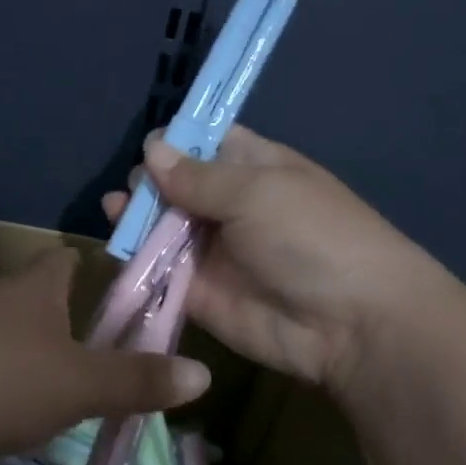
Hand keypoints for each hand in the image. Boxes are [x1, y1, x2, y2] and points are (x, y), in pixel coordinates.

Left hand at [0, 247, 211, 464]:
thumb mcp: (78, 385)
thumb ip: (137, 380)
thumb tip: (205, 374)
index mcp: (33, 288)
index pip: (67, 259)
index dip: (96, 268)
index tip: (125, 291)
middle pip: (37, 299)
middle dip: (69, 321)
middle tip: (108, 355)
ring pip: (6, 338)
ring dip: (33, 358)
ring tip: (67, 393)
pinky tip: (10, 420)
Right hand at [102, 127, 448, 389]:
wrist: (350, 325)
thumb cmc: (311, 236)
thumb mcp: (257, 191)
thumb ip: (197, 176)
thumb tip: (151, 148)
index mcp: (252, 168)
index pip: (206, 143)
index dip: (176, 140)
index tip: (148, 145)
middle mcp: (228, 205)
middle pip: (176, 184)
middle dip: (150, 180)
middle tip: (136, 188)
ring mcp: (212, 250)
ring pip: (161, 226)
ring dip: (136, 217)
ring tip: (115, 210)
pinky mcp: (197, 291)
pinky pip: (159, 270)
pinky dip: (136, 259)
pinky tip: (116, 245)